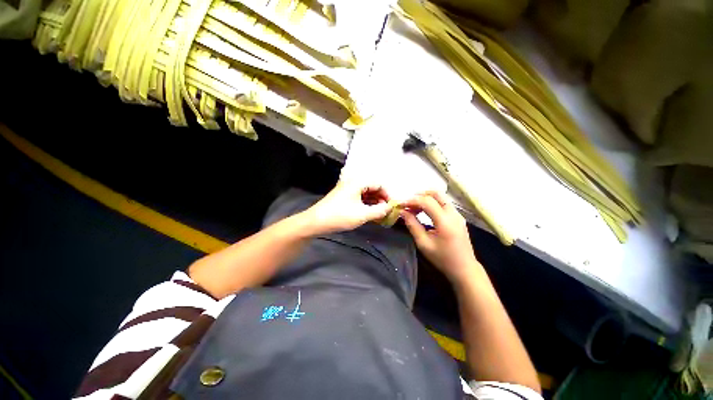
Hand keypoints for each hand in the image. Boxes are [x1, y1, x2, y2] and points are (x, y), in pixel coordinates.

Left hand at [302, 180, 391, 234]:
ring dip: (374, 202)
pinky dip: (366, 204)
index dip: (387, 194)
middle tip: (386, 211)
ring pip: (366, 193)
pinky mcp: (343, 196)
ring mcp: (347, 189)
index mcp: (358, 182)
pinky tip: (369, 213)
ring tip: (379, 214)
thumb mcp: (362, 214)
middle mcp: (353, 182)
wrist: (316, 222)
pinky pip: (359, 197)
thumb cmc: (340, 216)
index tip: (392, 206)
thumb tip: (390, 208)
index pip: (379, 184)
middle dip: (381, 199)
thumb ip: (379, 211)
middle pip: (372, 187)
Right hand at [401, 191, 478, 281]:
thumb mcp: (423, 243)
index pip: (427, 202)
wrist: (464, 269)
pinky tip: (424, 212)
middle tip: (408, 203)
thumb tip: (403, 212)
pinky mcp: (458, 217)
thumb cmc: (442, 258)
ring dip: (425, 198)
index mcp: (445, 221)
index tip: (400, 204)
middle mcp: (453, 214)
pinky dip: (432, 203)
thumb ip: (412, 225)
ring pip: (440, 197)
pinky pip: (443, 203)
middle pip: (436, 193)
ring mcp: (457, 214)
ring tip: (414, 208)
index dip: (411, 200)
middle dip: (419, 195)